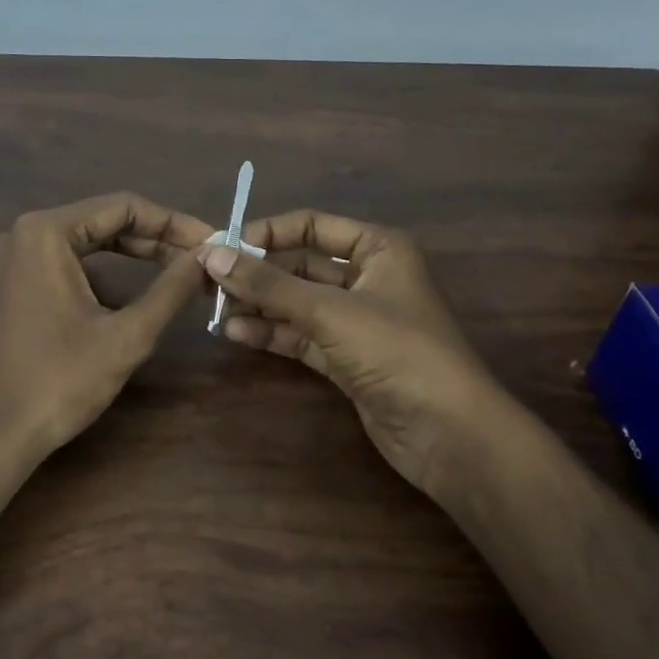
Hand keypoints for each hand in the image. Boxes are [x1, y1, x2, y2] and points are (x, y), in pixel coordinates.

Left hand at [0, 192, 211, 460]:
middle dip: (152, 240)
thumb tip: (208, 255)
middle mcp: (16, 234)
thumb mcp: (127, 335)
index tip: (210, 242)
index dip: (172, 222)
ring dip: (125, 256)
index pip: (122, 206)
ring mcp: (1, 261)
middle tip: (198, 260)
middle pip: (99, 221)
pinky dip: (93, 274)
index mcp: (43, 233)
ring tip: (171, 274)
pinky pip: (54, 264)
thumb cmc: (60, 383)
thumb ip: (172, 288)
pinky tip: (122, 297)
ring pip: (78, 244)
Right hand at [201, 210, 498, 493]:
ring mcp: (357, 320)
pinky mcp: (348, 358)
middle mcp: (368, 277)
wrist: (449, 433)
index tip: (222, 248)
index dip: (267, 233)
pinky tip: (236, 334)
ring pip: (298, 303)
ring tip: (214, 310)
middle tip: (209, 283)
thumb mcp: (330, 312)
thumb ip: (269, 285)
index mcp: (377, 249)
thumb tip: (212, 255)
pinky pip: (302, 335)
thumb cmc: (397, 351)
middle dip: (257, 274)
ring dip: (259, 305)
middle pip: (301, 266)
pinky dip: (272, 333)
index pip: (312, 225)